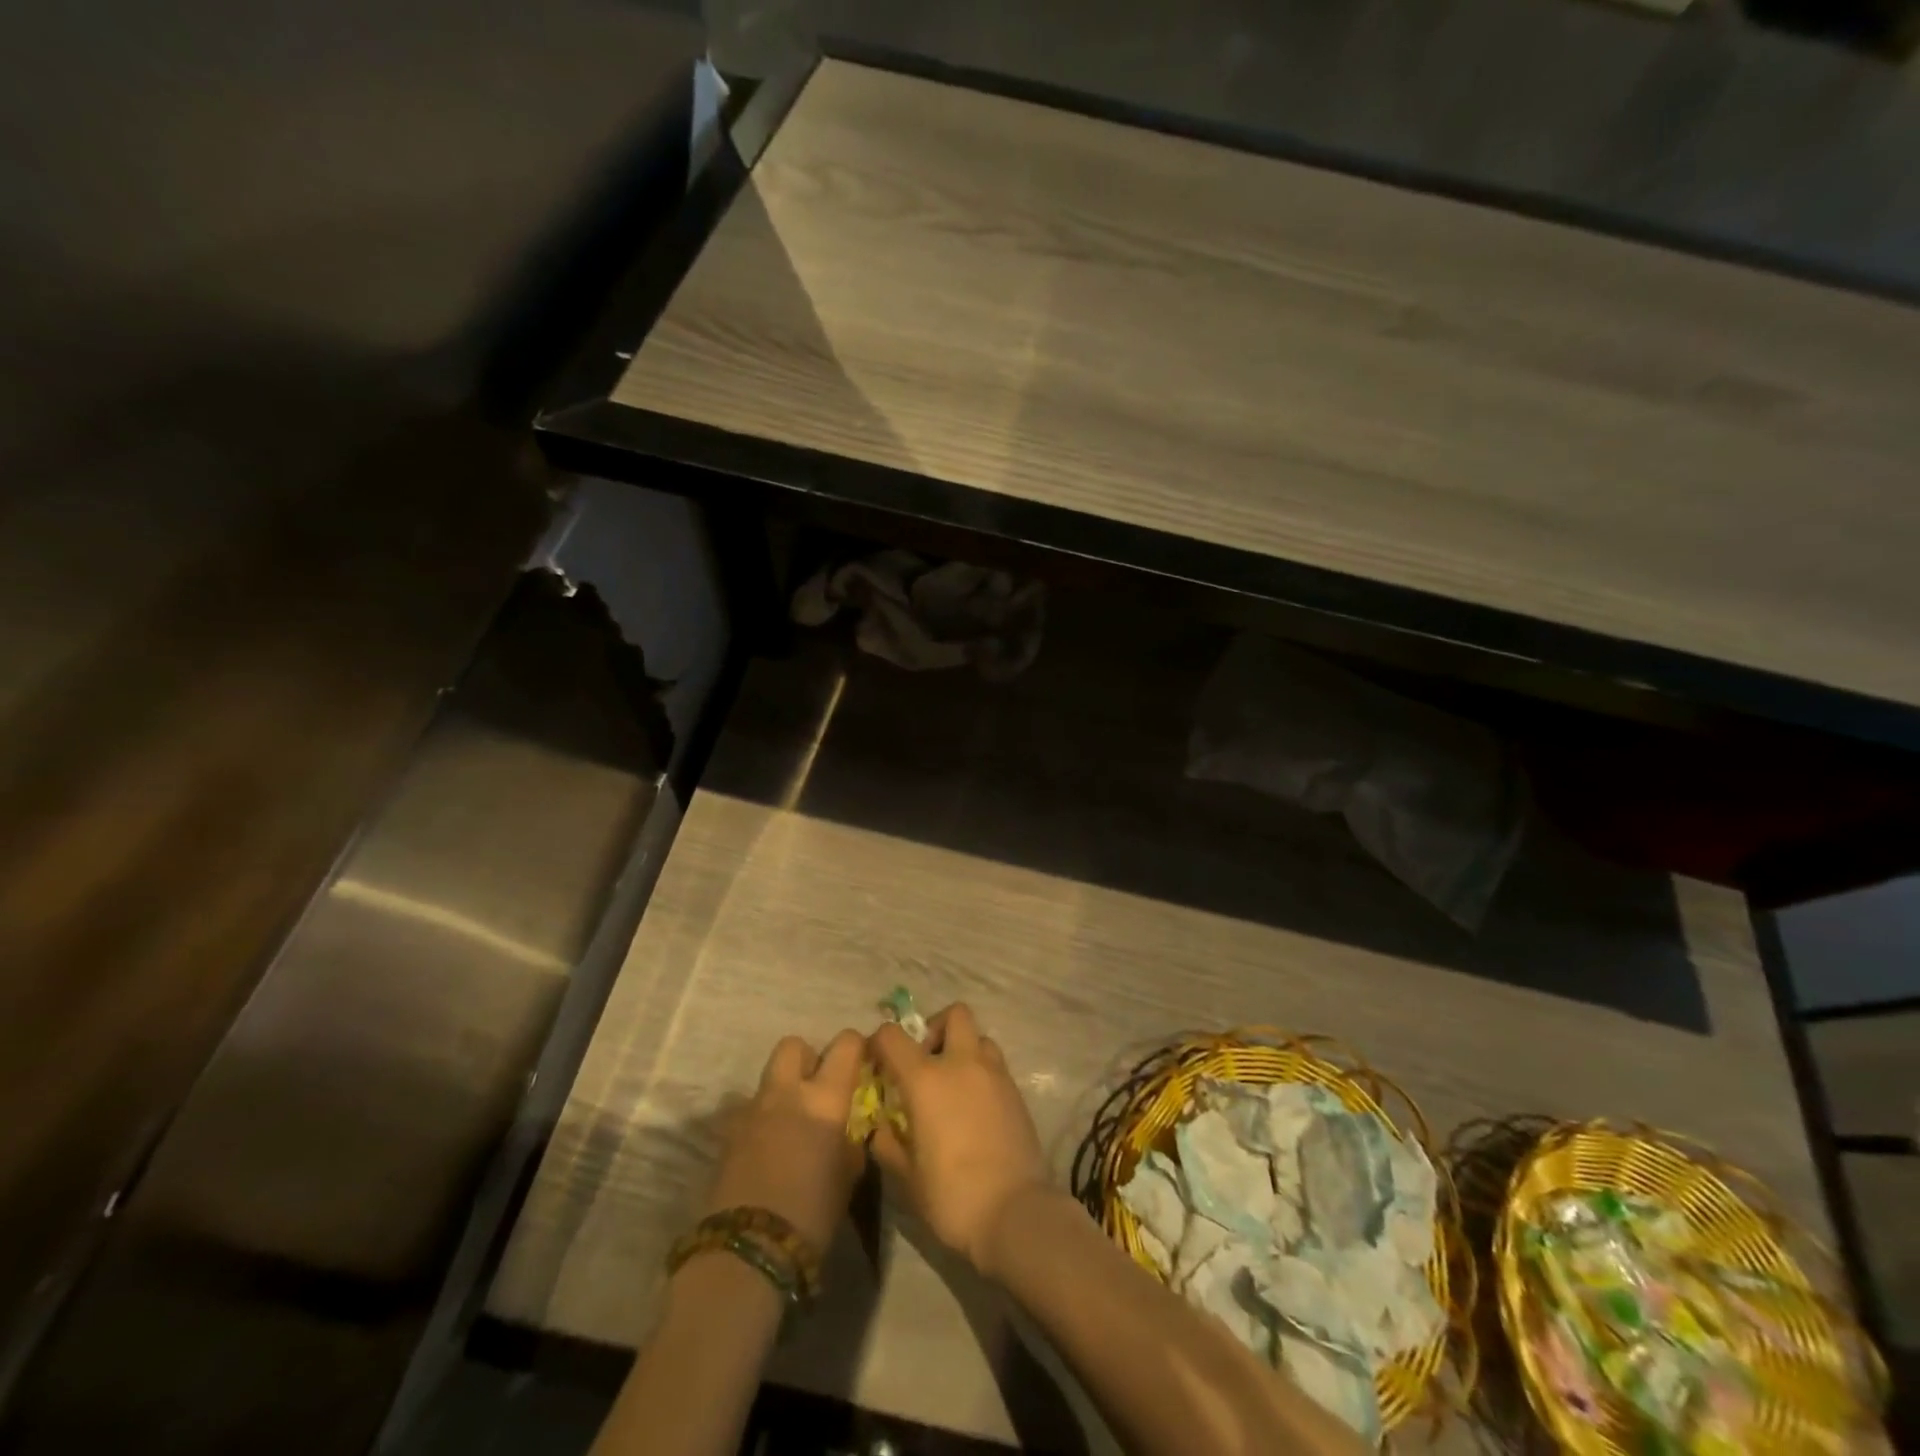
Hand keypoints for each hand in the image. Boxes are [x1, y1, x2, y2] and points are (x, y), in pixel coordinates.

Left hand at [704, 1030, 866, 1255]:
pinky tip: (765, 1151)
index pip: (846, 1044)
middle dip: (808, 1058)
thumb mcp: (849, 1176)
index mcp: (824, 1097)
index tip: (862, 1062)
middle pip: (794, 1046)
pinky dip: (759, 1122)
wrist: (748, 1251)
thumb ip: (851, 1140)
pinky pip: (746, 1112)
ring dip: (781, 1092)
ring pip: (767, 1079)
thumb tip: (850, 1127)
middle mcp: (787, 1092)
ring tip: (790, 1125)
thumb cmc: (812, 1213)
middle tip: (818, 1088)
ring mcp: (751, 1110)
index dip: (856, 1047)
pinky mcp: (726, 1135)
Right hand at [868, 1004, 1047, 1278]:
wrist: (1015, 1213)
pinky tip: (975, 1108)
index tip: (877, 1063)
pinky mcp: (1016, 1091)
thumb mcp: (906, 1177)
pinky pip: (995, 1065)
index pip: (893, 1036)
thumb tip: (880, 1128)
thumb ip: (888, 1143)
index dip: (880, 1042)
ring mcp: (995, 1074)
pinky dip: (981, 1073)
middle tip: (926, 1062)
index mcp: (926, 1079)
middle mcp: (962, 1063)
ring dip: (964, 1049)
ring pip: (979, 1037)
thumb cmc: (951, 1196)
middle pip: (954, 1014)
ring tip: (955, 1085)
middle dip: (936, 1028)